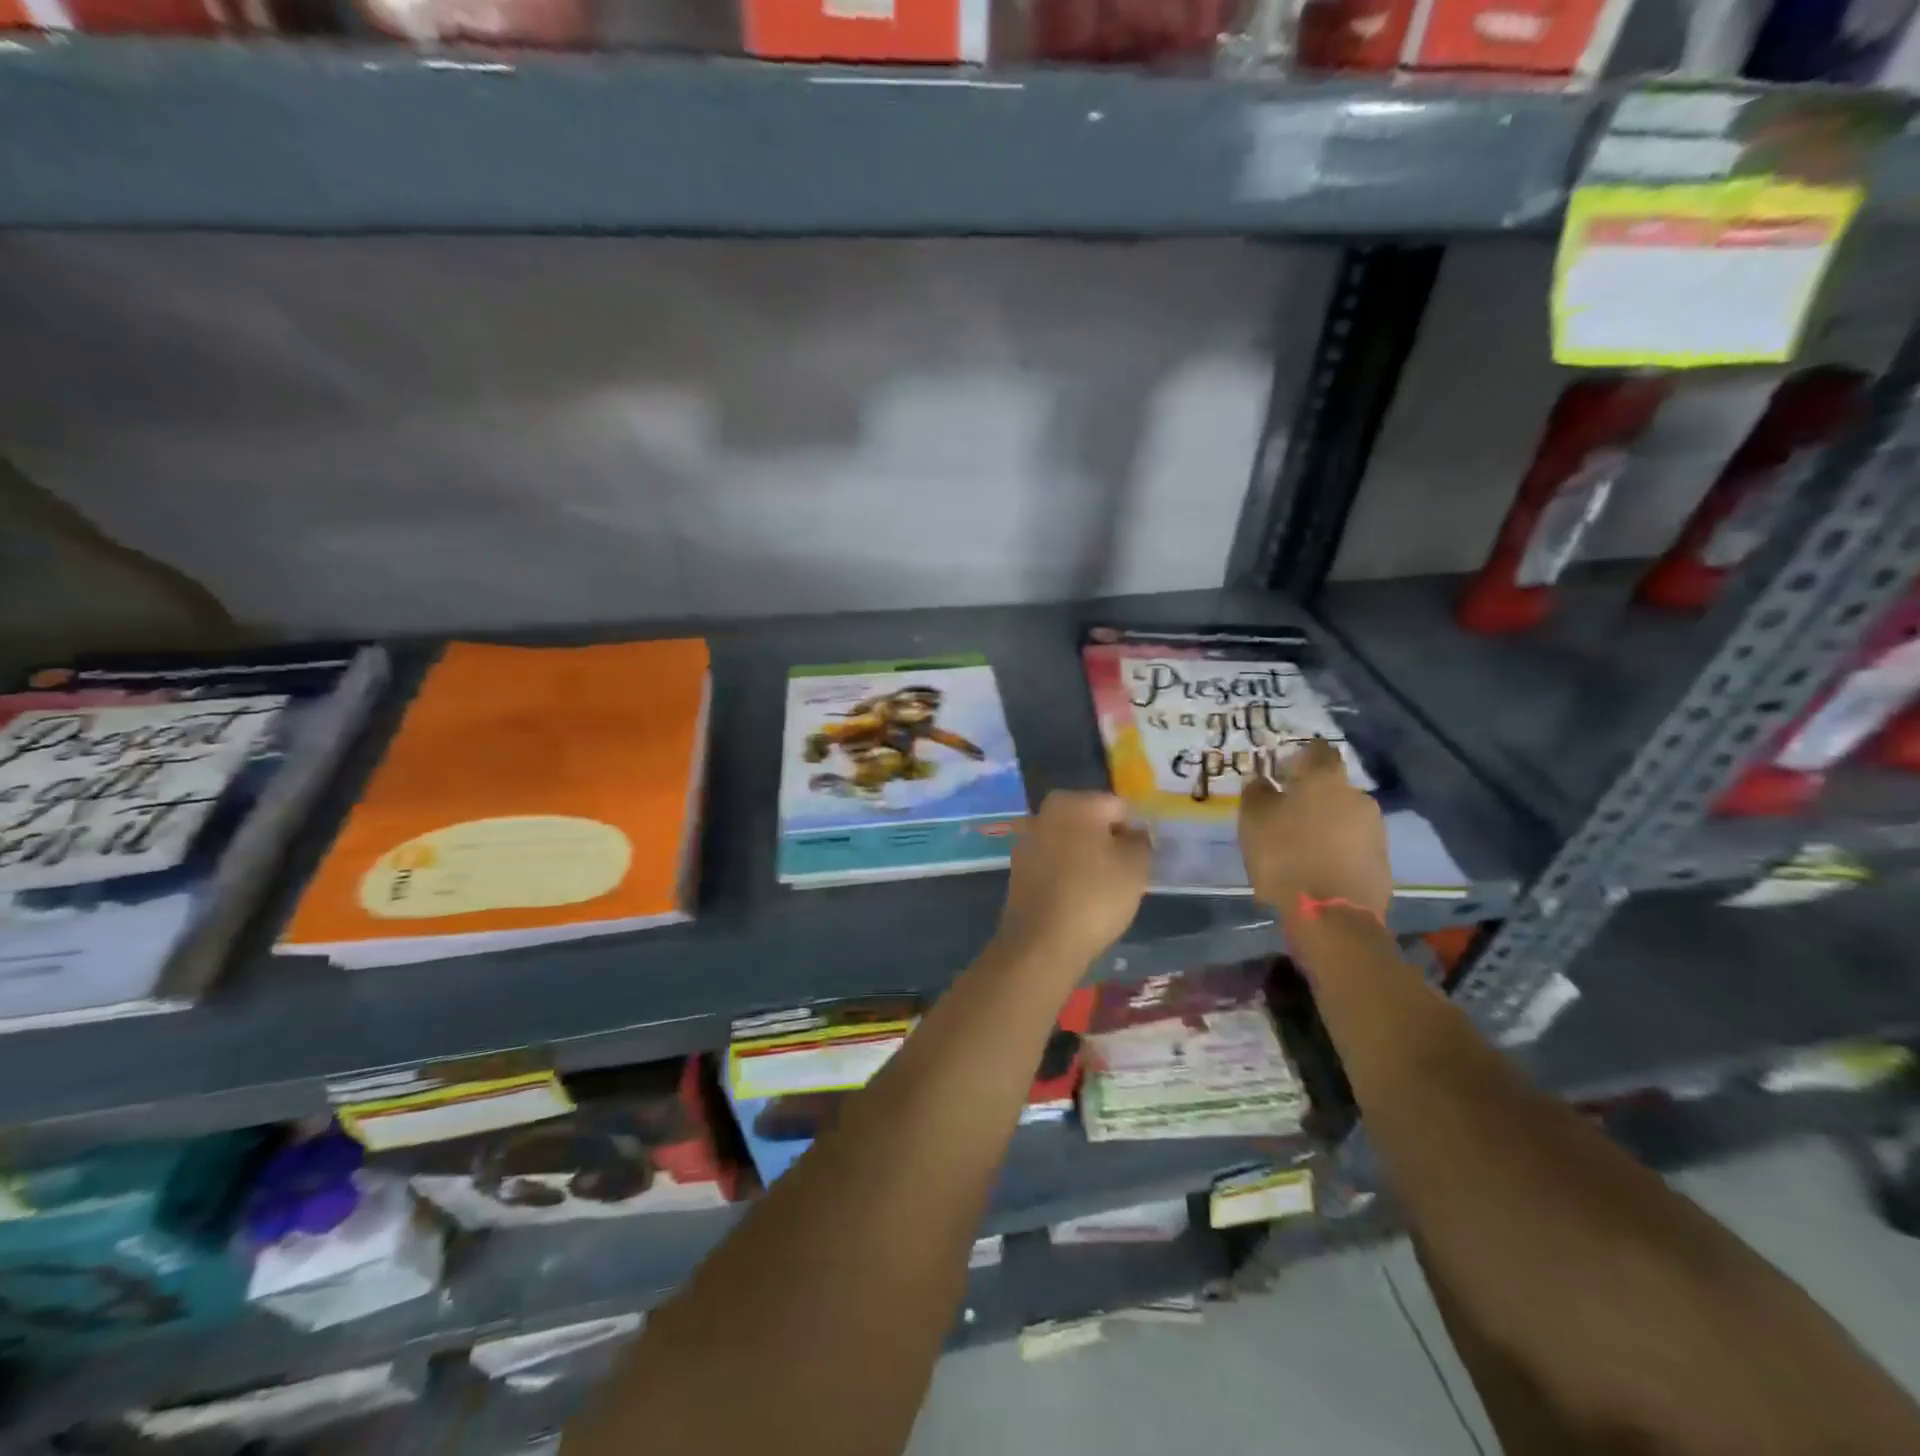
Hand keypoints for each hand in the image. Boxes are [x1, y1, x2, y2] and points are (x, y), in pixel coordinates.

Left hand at [995, 791, 1150, 965]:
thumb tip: (1133, 834)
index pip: (1119, 807)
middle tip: (1123, 874)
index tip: (1139, 861)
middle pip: (1092, 821)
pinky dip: (1067, 872)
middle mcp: (1046, 811)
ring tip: (1101, 889)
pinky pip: (1054, 861)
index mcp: (1075, 802)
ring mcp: (1027, 838)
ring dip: (1087, 856)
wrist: (1041, 942)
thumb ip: (1140, 841)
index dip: (1134, 833)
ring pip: (1072, 841)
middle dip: (1108, 842)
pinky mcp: (1018, 866)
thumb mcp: (1135, 867)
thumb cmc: (1095, 896)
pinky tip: (1077, 897)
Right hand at [1239, 737, 1391, 918]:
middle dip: (1312, 796)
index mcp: (1326, 779)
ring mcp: (1375, 830)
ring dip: (1325, 824)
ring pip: (1344, 817)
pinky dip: (1336, 849)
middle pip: (1333, 787)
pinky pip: (1353, 845)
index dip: (1300, 757)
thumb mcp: (1253, 820)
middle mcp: (1357, 797)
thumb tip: (1263, 781)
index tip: (1282, 771)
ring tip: (1300, 845)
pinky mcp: (1382, 862)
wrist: (1332, 916)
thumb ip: (1256, 792)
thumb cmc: (1285, 856)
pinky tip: (1316, 866)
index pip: (1318, 751)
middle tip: (1285, 814)